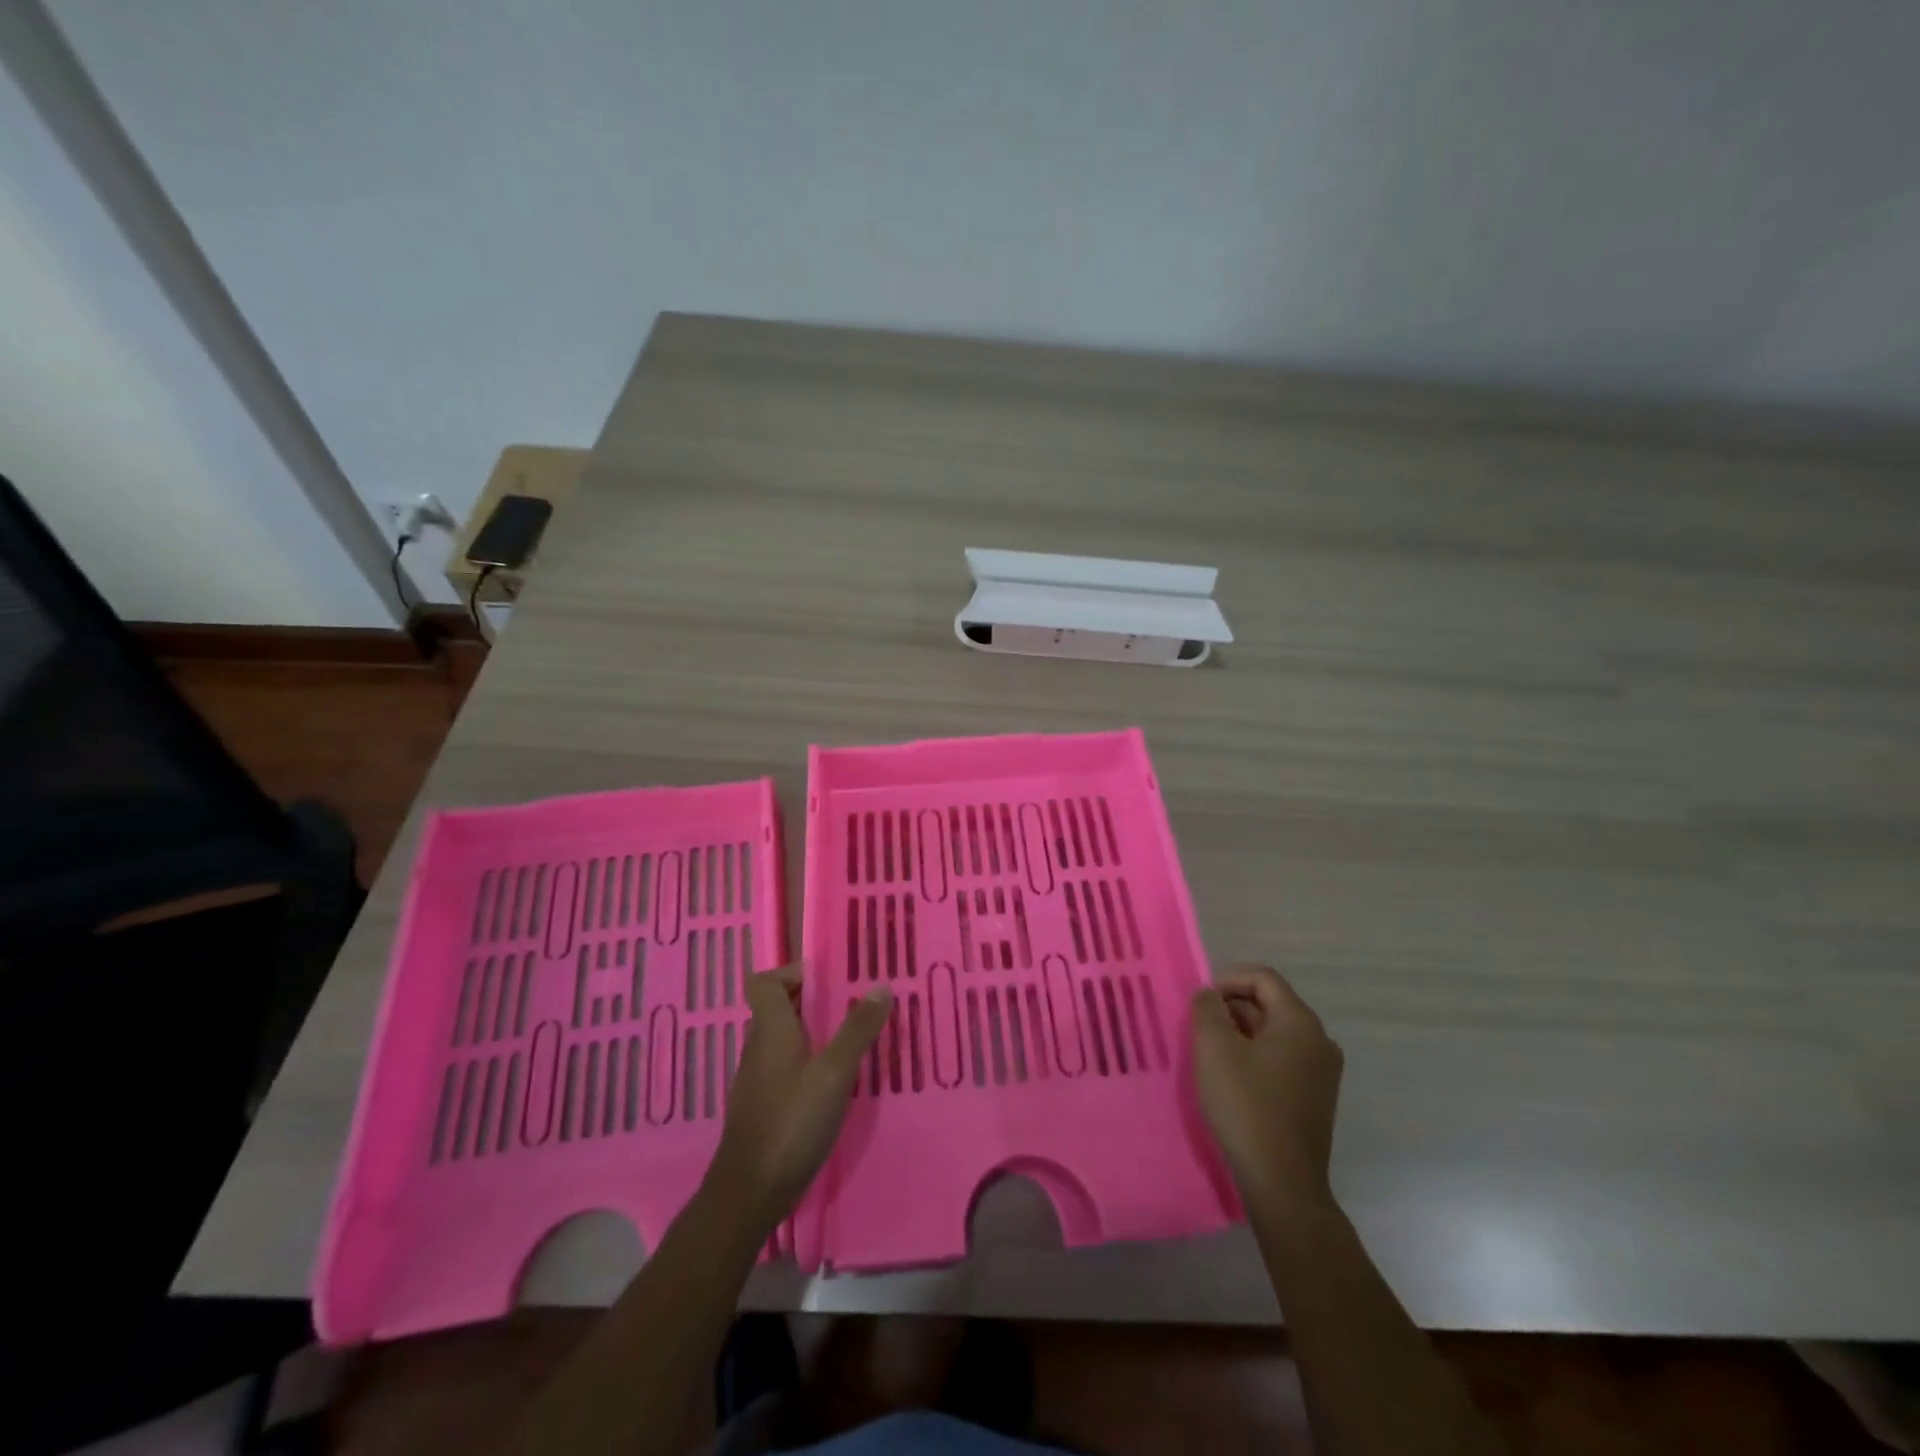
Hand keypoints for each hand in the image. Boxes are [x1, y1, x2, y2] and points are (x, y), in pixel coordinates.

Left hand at [707, 967, 892, 1226]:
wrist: (750, 1192)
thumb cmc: (792, 1122)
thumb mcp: (834, 1073)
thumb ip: (857, 1029)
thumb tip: (881, 985)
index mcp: (770, 1029)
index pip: (764, 982)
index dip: (792, 973)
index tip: (829, 980)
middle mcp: (759, 1047)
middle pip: (778, 1007)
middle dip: (814, 1001)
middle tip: (854, 1006)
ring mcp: (758, 1078)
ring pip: (784, 1038)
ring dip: (814, 1032)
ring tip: (852, 1039)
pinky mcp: (763, 1105)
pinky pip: (785, 1066)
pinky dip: (808, 1062)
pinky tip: (836, 1082)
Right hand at [1192, 963, 1343, 1215]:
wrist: (1282, 1183)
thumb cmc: (1247, 1106)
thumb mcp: (1214, 1047)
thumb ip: (1207, 1008)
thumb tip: (1211, 996)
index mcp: (1300, 1022)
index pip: (1262, 978)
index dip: (1227, 980)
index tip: (1201, 1002)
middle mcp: (1319, 1040)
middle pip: (1269, 1004)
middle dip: (1231, 1009)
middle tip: (1199, 1028)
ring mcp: (1321, 1072)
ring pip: (1273, 1034)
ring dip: (1240, 1034)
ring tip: (1210, 1054)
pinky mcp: (1315, 1097)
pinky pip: (1281, 1059)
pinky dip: (1254, 1057)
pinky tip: (1231, 1079)